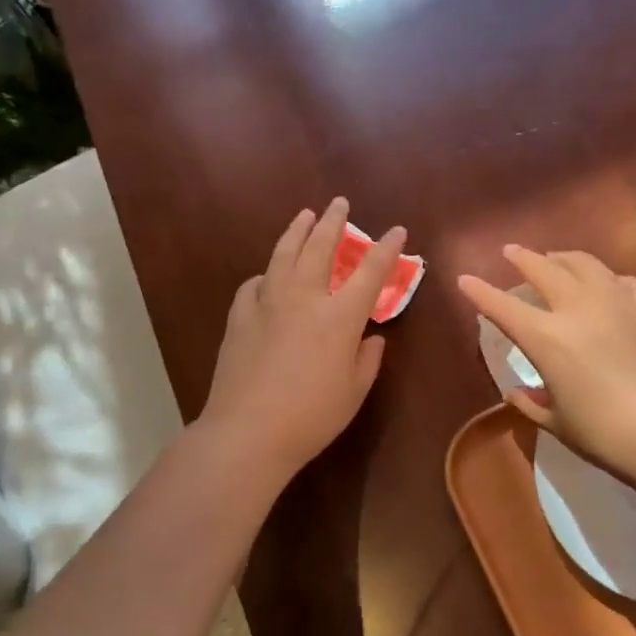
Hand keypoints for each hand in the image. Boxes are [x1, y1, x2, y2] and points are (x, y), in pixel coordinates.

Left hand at [199, 198, 406, 485]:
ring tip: (304, 215)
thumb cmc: (311, 417)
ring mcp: (267, 304)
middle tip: (339, 203)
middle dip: (333, 222)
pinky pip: (255, 284)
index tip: (396, 230)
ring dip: (297, 231)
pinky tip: (267, 276)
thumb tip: (371, 338)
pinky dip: (266, 274)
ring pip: (283, 255)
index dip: (386, 249)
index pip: (370, 272)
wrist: (247, 432)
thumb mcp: (354, 392)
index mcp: (339, 317)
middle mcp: (304, 299)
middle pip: (320, 248)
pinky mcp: (240, 317)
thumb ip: (367, 359)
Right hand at [457, 247, 635, 493]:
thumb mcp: (560, 423)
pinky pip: (625, 281)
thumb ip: (533, 403)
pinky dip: (608, 280)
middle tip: (512, 252)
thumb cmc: (607, 436)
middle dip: (522, 258)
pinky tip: (610, 286)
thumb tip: (517, 391)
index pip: (503, 307)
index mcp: (547, 338)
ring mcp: (619, 300)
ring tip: (557, 260)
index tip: (465, 279)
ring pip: (585, 264)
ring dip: (564, 259)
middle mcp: (579, 308)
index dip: (480, 291)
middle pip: (543, 269)